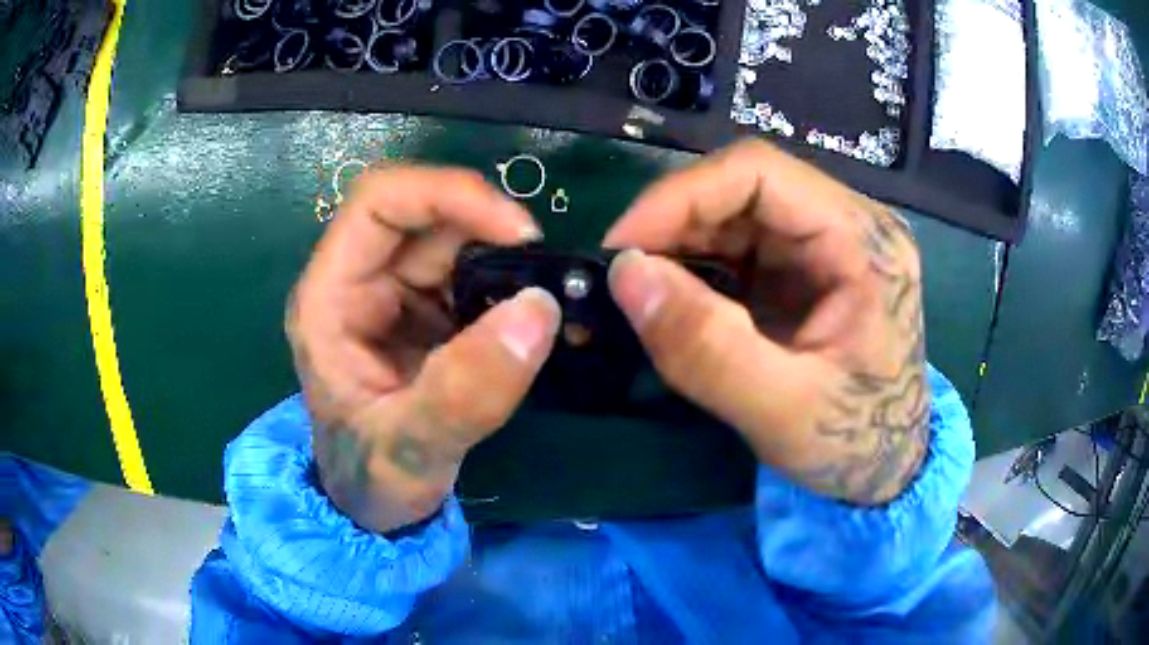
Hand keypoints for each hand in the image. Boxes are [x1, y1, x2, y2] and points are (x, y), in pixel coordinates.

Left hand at [286, 166, 560, 532]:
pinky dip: (512, 283)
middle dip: (489, 227)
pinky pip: (475, 273)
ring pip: (456, 239)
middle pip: (425, 213)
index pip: (380, 202)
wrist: (377, 507)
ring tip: (547, 294)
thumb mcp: (410, 450)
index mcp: (330, 298)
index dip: (447, 195)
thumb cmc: (372, 480)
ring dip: (506, 257)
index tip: (517, 233)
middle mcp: (360, 282)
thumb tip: (538, 311)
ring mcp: (395, 295)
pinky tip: (536, 313)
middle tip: (546, 269)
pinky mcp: (428, 313)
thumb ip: (464, 393)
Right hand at [604, 140, 927, 504]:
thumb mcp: (782, 411)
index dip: (681, 196)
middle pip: (744, 187)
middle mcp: (847, 224)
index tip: (622, 246)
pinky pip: (739, 246)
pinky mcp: (806, 269)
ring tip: (643, 291)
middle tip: (625, 276)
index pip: (760, 173)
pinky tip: (677, 300)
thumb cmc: (855, 443)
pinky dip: (697, 267)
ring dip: (681, 245)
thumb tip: (626, 275)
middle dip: (674, 223)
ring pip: (735, 213)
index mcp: (862, 240)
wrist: (887, 467)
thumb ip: (707, 350)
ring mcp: (826, 243)